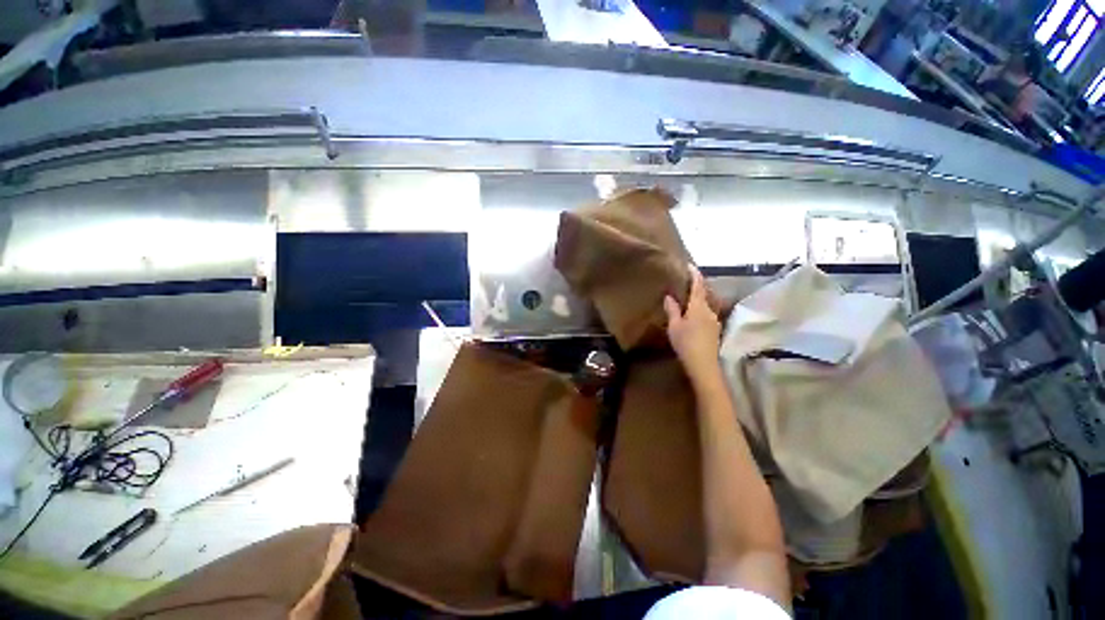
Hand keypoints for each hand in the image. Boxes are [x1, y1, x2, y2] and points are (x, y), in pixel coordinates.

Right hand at [664, 264, 721, 381]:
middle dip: (697, 286)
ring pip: (706, 304)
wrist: (703, 364)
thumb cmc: (686, 343)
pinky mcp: (715, 329)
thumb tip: (669, 296)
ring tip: (687, 297)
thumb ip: (672, 310)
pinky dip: (700, 308)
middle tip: (686, 281)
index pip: (698, 286)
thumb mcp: (674, 326)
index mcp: (698, 307)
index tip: (690, 265)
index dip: (695, 275)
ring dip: (698, 298)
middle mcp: (709, 310)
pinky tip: (693, 315)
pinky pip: (706, 313)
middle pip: (704, 294)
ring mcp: (714, 320)